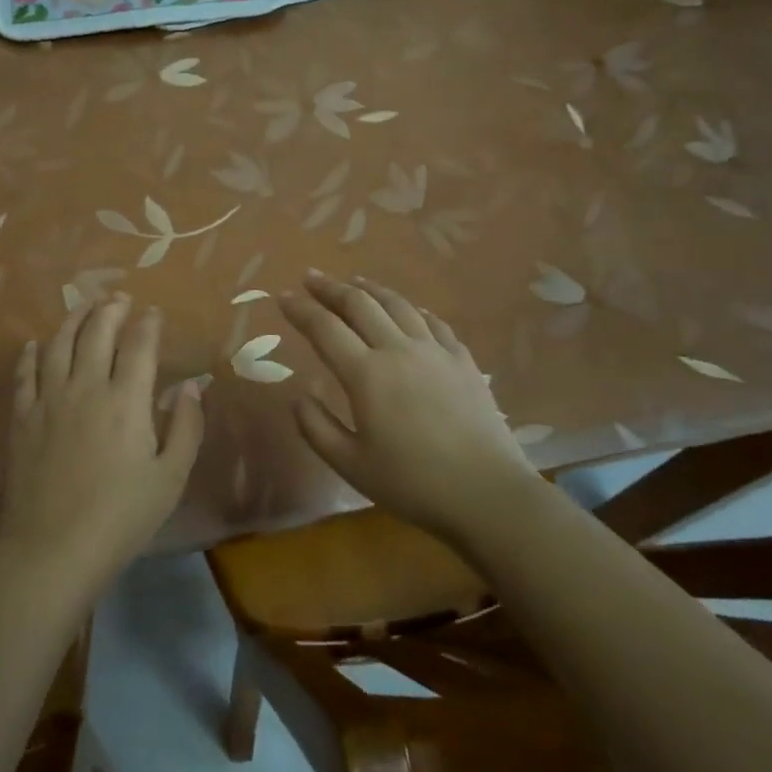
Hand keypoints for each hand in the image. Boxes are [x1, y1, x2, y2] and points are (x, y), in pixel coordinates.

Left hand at [0, 293, 203, 595]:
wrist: (53, 549)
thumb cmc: (121, 517)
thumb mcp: (170, 477)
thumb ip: (186, 427)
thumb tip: (191, 386)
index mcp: (127, 400)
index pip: (139, 345)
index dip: (148, 324)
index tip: (153, 312)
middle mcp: (86, 387)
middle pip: (96, 333)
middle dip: (110, 309)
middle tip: (119, 297)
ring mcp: (48, 401)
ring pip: (58, 345)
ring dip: (72, 319)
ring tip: (83, 305)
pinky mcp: (22, 419)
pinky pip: (24, 375)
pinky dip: (30, 355)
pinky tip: (34, 344)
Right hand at [278, 270, 539, 538]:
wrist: (488, 494)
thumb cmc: (413, 483)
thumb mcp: (351, 465)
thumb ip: (317, 428)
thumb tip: (298, 397)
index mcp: (366, 374)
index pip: (325, 329)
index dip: (301, 310)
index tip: (283, 296)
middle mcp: (399, 350)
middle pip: (360, 305)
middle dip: (331, 288)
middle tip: (311, 277)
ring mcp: (435, 351)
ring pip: (398, 305)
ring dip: (371, 289)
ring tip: (355, 282)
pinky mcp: (463, 361)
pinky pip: (434, 322)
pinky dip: (414, 309)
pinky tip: (411, 310)